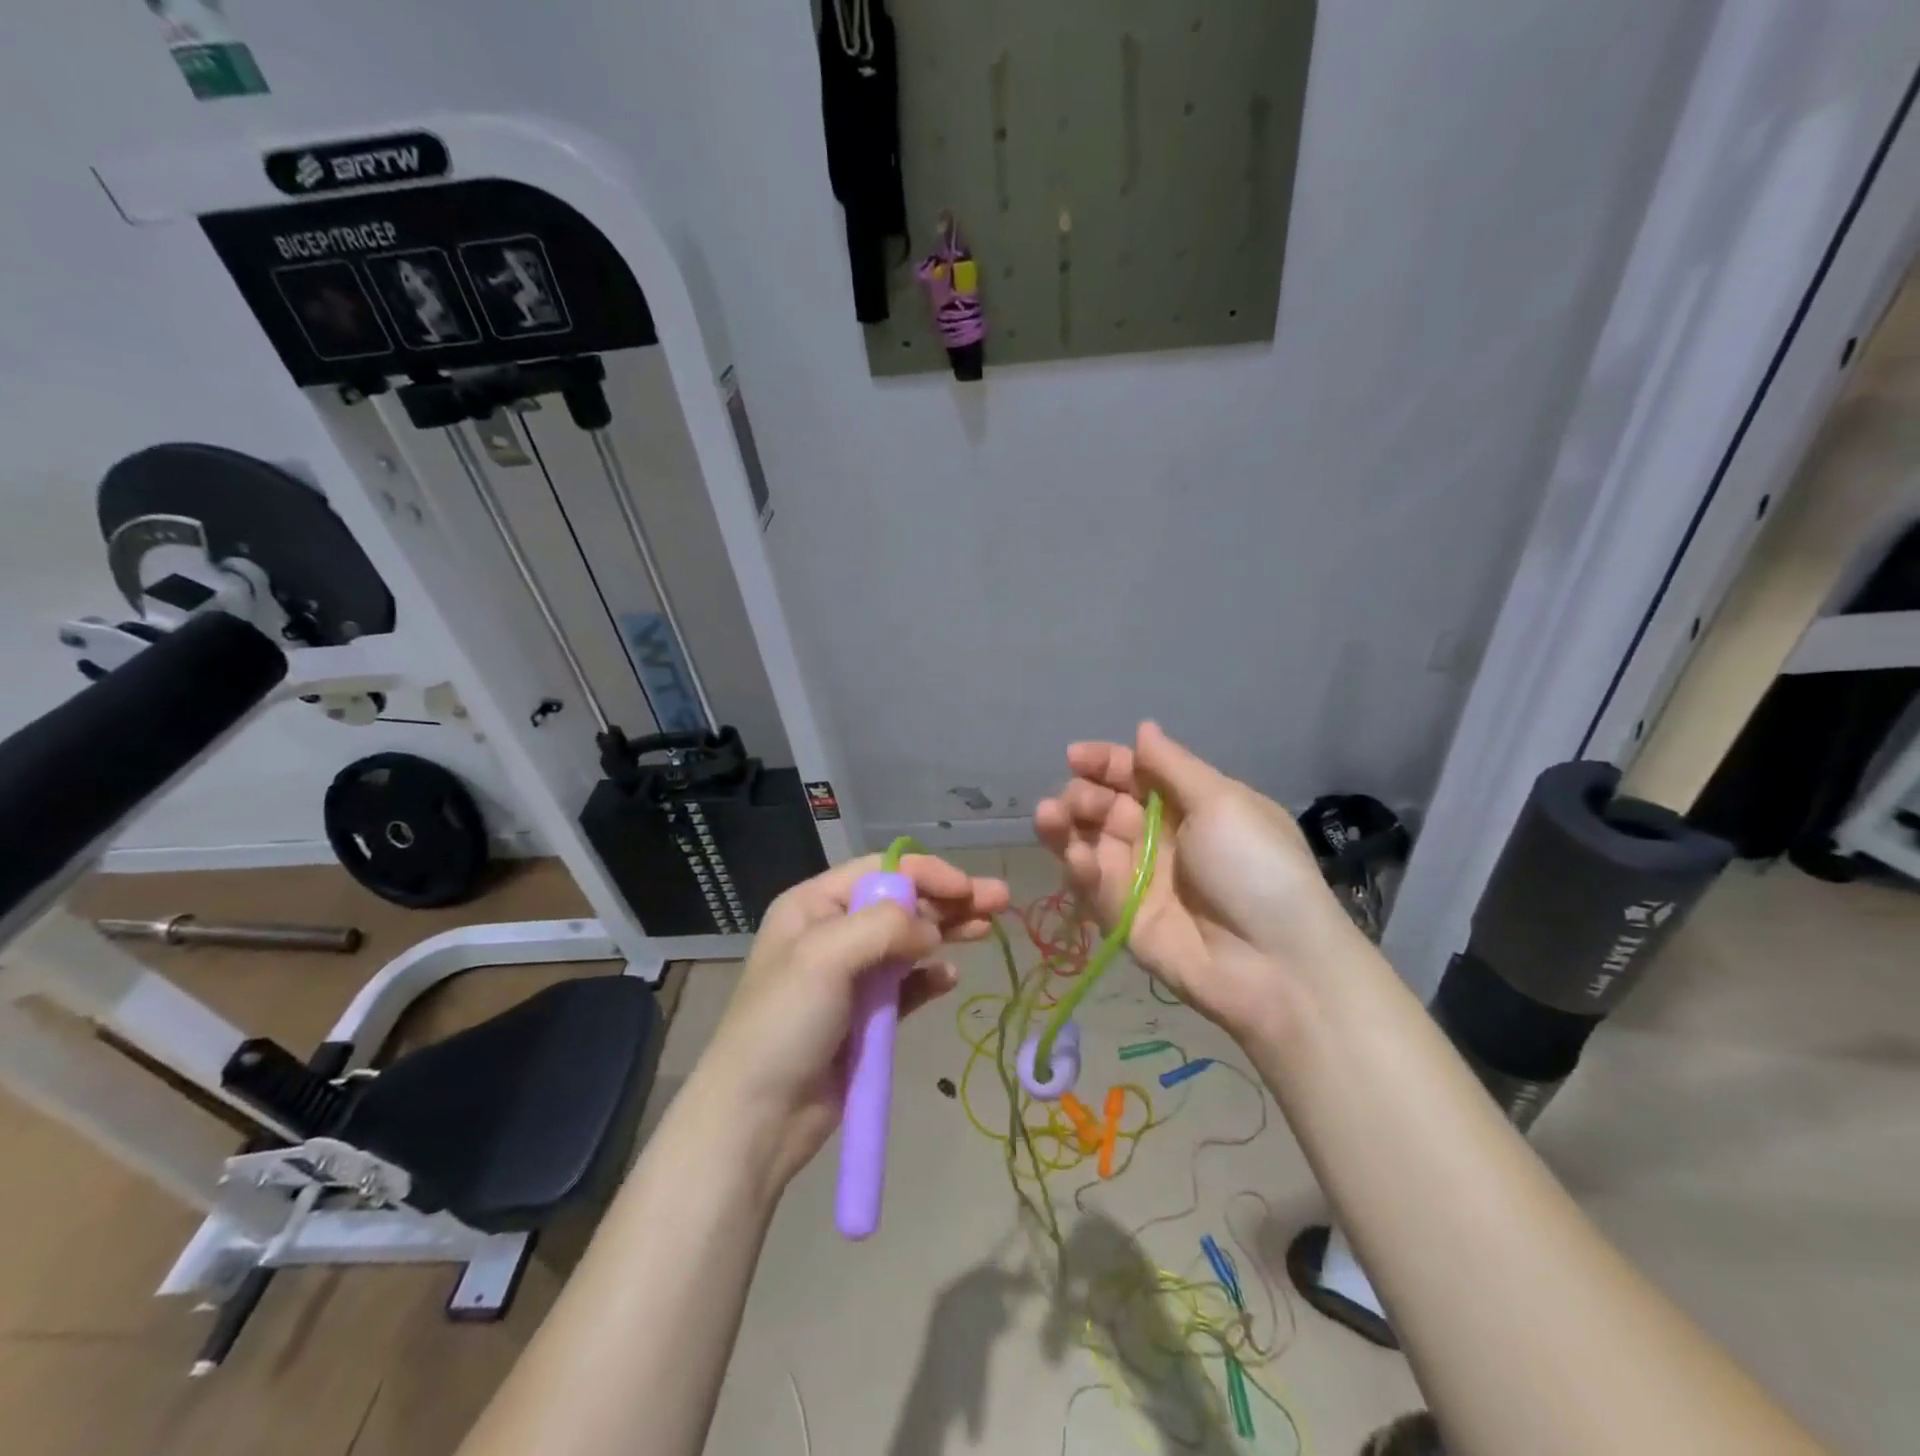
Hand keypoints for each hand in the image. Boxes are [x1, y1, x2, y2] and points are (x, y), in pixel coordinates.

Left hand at [693, 853, 1009, 1191]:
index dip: (927, 874)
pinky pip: (907, 985)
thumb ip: (884, 927)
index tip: (967, 888)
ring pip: (909, 942)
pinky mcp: (867, 1016)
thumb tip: (932, 928)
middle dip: (948, 898)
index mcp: (815, 906)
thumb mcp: (824, 957)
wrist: (758, 1117)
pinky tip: (950, 978)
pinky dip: (930, 977)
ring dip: (947, 932)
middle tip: (1000, 900)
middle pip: (902, 903)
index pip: (881, 871)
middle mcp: (833, 932)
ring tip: (987, 930)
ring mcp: (851, 976)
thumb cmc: (784, 1023)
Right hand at [1034, 722, 1362, 1041]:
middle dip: (1084, 795)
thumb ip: (1173, 766)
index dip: (1104, 763)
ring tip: (1049, 816)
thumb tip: (1144, 727)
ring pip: (1090, 844)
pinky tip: (1076, 857)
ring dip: (1065, 827)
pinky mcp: (1122, 918)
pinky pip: (1093, 887)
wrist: (1276, 964)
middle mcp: (1160, 838)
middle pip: (1106, 807)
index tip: (1075, 757)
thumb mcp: (1223, 803)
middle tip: (1076, 801)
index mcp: (1190, 806)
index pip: (1136, 774)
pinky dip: (1079, 868)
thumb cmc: (1255, 868)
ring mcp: (1139, 880)